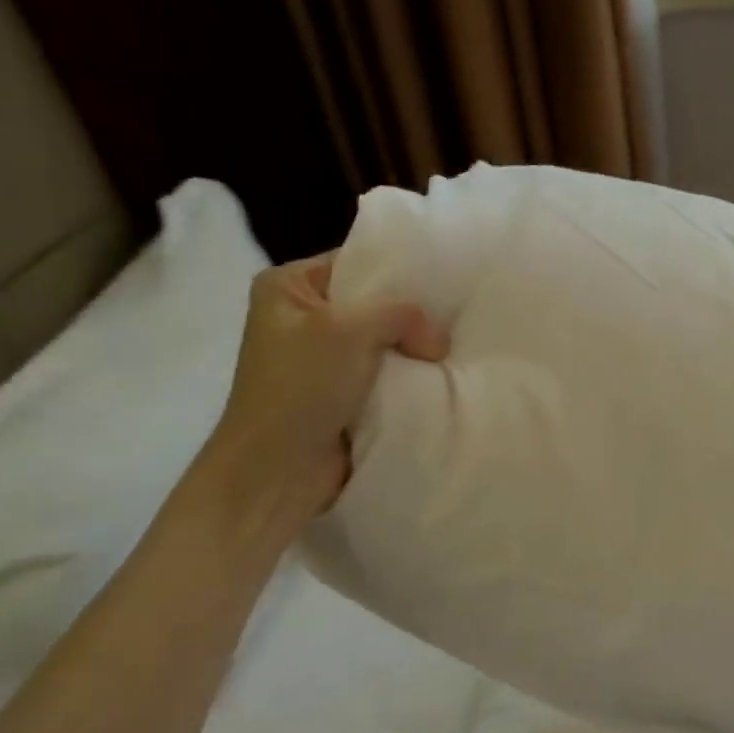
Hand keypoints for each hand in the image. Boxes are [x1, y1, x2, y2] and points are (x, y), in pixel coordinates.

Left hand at [203, 252, 447, 519]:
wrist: (278, 469)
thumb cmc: (301, 387)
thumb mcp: (350, 330)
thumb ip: (402, 315)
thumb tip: (438, 340)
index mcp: (288, 286)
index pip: (355, 263)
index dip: (399, 270)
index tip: (446, 281)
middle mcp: (303, 317)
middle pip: (374, 304)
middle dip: (412, 316)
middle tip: (455, 320)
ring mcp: (323, 359)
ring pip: (384, 343)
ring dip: (413, 351)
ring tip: (452, 350)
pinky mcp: (341, 394)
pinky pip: (384, 375)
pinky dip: (407, 378)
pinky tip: (438, 375)